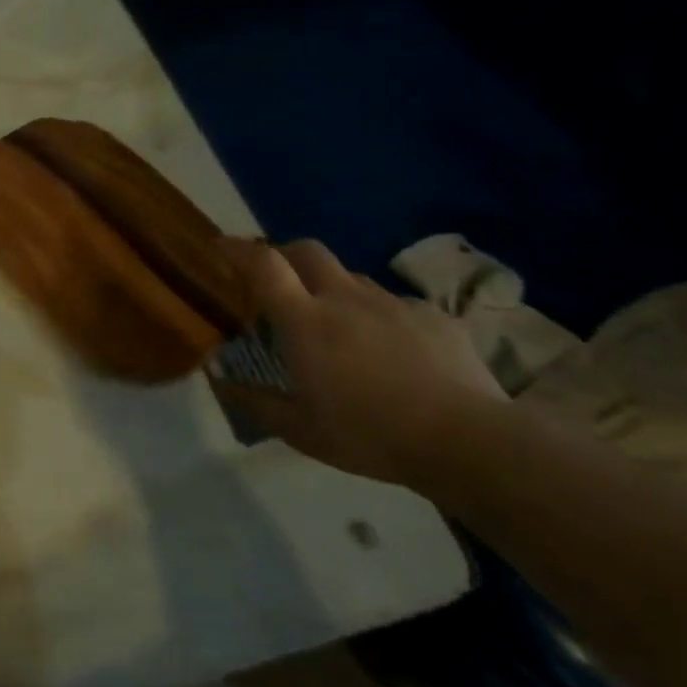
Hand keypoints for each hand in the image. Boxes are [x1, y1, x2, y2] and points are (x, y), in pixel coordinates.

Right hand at [209, 237, 505, 485]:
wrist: (467, 441)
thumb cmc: (370, 435)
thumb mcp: (301, 430)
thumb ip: (254, 401)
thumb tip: (218, 379)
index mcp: (306, 320)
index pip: (263, 265)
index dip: (238, 249)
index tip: (220, 246)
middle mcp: (344, 297)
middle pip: (306, 251)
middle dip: (284, 254)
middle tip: (278, 279)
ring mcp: (392, 303)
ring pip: (351, 277)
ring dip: (333, 288)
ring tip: (337, 324)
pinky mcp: (433, 315)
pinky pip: (394, 305)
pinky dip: (378, 317)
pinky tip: (390, 351)